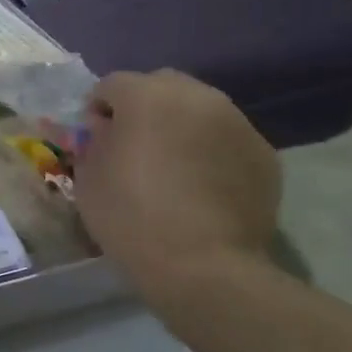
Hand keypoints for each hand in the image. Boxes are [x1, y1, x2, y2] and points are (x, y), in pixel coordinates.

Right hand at [76, 69, 281, 289]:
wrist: (202, 266)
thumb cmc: (131, 218)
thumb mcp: (88, 179)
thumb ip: (94, 141)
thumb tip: (107, 129)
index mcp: (146, 96)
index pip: (112, 85)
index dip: (97, 111)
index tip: (96, 141)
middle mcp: (196, 96)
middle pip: (161, 86)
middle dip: (143, 108)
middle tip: (134, 147)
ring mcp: (236, 122)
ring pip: (199, 110)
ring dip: (180, 127)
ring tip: (173, 167)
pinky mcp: (263, 152)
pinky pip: (227, 139)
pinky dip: (211, 151)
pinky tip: (202, 187)